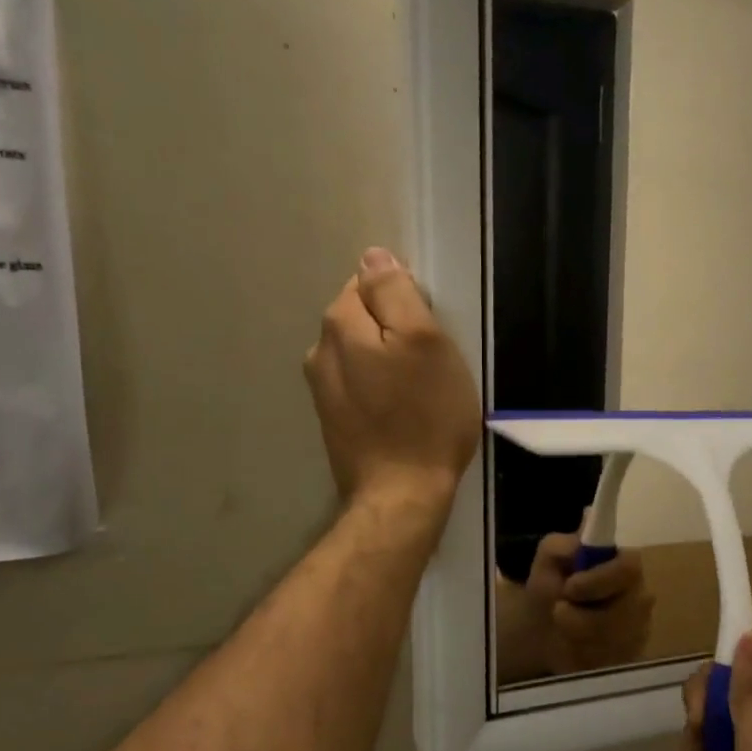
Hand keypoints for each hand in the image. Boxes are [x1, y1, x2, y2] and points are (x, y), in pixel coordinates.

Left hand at [304, 248, 480, 511]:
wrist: (401, 493)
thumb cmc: (426, 416)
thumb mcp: (426, 342)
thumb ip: (397, 293)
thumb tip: (374, 256)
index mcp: (341, 325)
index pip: (369, 282)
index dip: (406, 300)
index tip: (431, 331)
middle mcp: (320, 351)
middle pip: (362, 318)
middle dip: (394, 328)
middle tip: (431, 362)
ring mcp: (322, 390)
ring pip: (361, 353)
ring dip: (387, 360)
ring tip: (419, 388)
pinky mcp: (333, 420)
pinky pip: (360, 384)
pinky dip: (380, 388)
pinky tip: (402, 410)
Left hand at [518, 532, 654, 676]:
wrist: (541, 632)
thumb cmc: (550, 588)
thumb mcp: (547, 561)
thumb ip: (563, 543)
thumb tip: (587, 519)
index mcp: (624, 564)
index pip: (629, 568)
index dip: (600, 580)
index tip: (570, 588)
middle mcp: (640, 596)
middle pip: (624, 612)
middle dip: (582, 617)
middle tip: (559, 612)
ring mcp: (639, 629)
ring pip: (614, 640)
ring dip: (577, 636)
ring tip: (561, 628)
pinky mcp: (631, 657)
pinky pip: (609, 662)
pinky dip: (582, 656)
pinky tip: (572, 648)